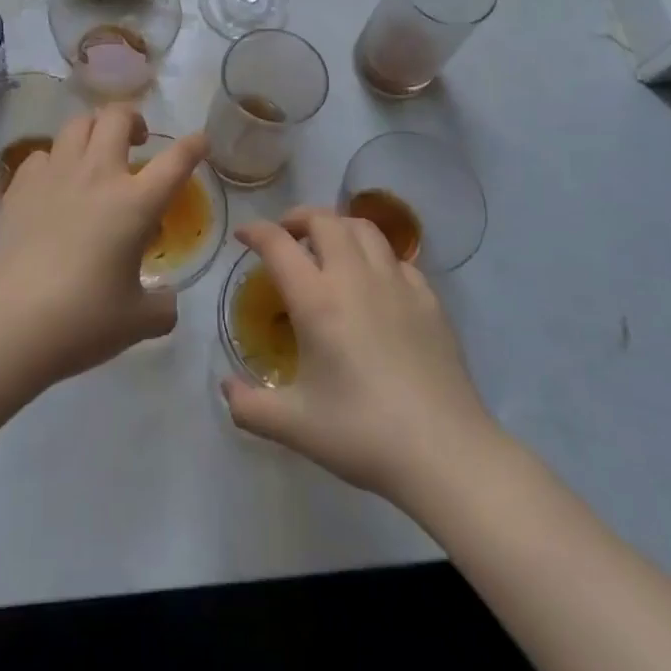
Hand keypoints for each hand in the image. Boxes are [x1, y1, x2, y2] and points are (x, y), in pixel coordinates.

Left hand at [0, 106, 206, 384]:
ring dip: (93, 130)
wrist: (14, 323)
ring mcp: (56, 176)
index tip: (199, 142)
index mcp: (136, 203)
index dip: (193, 145)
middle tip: (138, 141)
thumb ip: (163, 306)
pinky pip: (42, 154)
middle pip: (117, 117)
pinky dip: (54, 160)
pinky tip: (54, 183)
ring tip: (96, 153)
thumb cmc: (85, 320)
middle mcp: (98, 175)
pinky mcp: (21, 187)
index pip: (176, 159)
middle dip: (133, 118)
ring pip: (77, 124)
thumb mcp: (139, 320)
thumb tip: (167, 302)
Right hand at [221, 208, 496, 499]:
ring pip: (364, 228)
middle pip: (324, 220)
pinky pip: (396, 258)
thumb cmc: (362, 434)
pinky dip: (375, 255)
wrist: (445, 452)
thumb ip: (249, 406)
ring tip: (328, 246)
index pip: (279, 244)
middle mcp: (355, 278)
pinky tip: (373, 281)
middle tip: (286, 236)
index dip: (256, 231)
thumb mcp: (293, 426)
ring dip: (338, 227)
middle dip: (298, 218)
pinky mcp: (429, 299)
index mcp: (317, 301)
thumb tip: (225, 388)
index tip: (243, 236)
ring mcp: (397, 283)